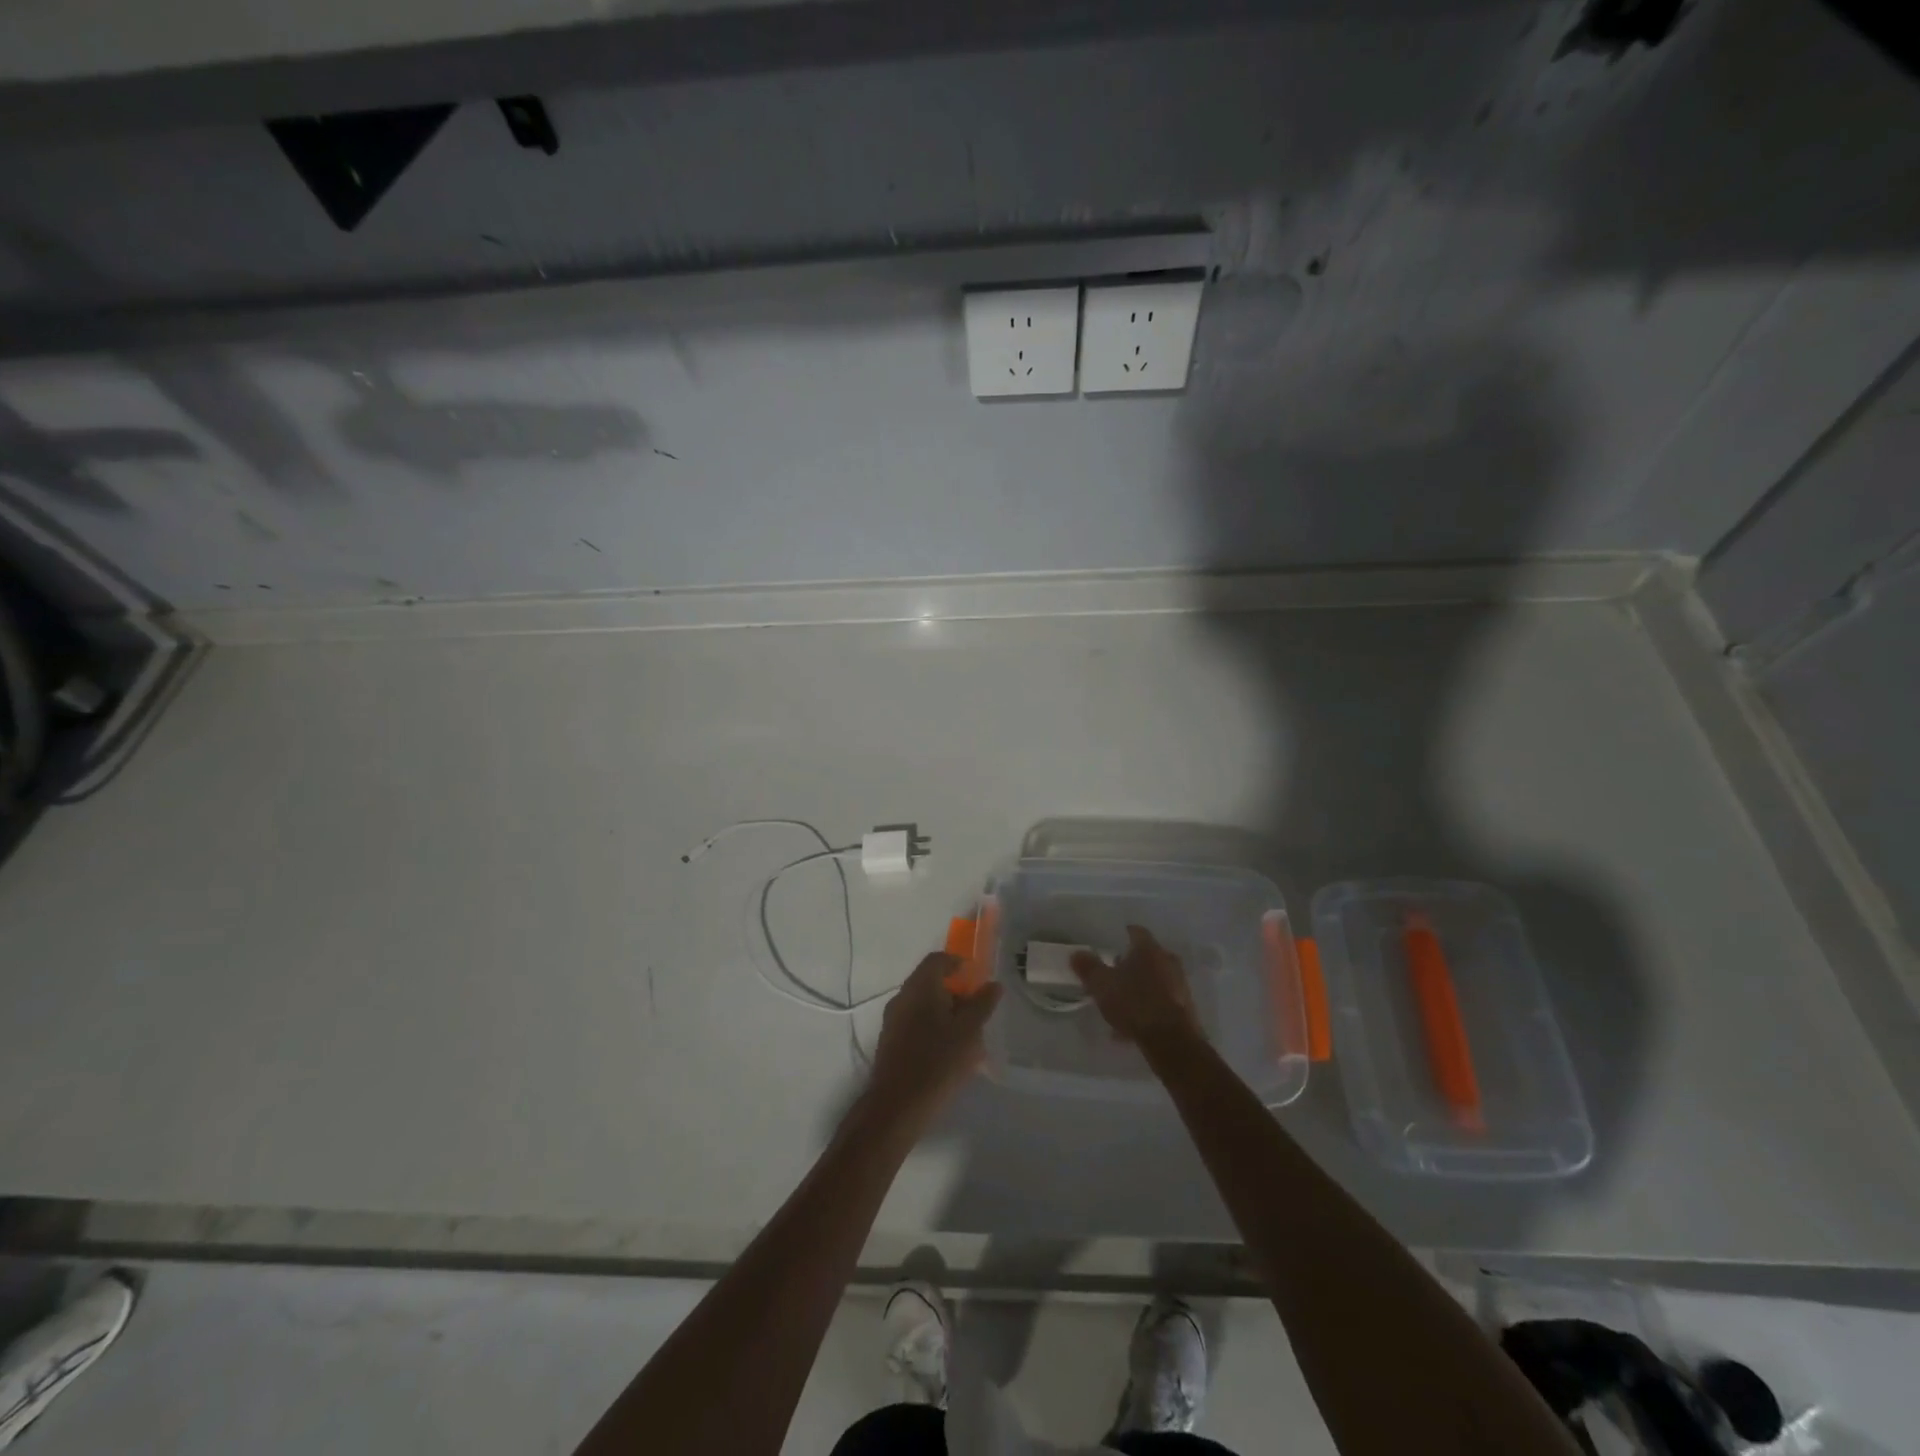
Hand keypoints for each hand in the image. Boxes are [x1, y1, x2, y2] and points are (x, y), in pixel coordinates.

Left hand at [862, 953, 1002, 1134]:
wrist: (897, 1106)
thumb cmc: (938, 1062)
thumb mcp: (969, 1032)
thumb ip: (982, 1005)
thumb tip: (993, 984)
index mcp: (920, 987)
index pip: (937, 960)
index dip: (957, 963)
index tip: (976, 977)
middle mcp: (902, 997)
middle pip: (930, 982)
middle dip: (955, 993)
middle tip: (976, 1012)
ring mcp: (893, 1020)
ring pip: (923, 1005)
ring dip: (945, 1013)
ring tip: (967, 1037)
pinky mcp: (890, 1042)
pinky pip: (915, 1024)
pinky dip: (933, 1028)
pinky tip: (947, 1053)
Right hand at [1071, 925, 1200, 1050]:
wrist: (1172, 1041)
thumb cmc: (1134, 1003)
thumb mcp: (1102, 985)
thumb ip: (1088, 968)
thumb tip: (1077, 953)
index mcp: (1148, 949)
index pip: (1136, 932)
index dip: (1123, 935)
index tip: (1112, 942)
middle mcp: (1168, 961)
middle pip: (1148, 956)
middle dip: (1131, 963)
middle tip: (1114, 972)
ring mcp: (1180, 985)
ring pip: (1155, 980)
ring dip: (1140, 987)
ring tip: (1120, 1003)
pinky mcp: (1185, 1008)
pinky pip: (1161, 1002)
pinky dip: (1148, 1008)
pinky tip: (1131, 1026)